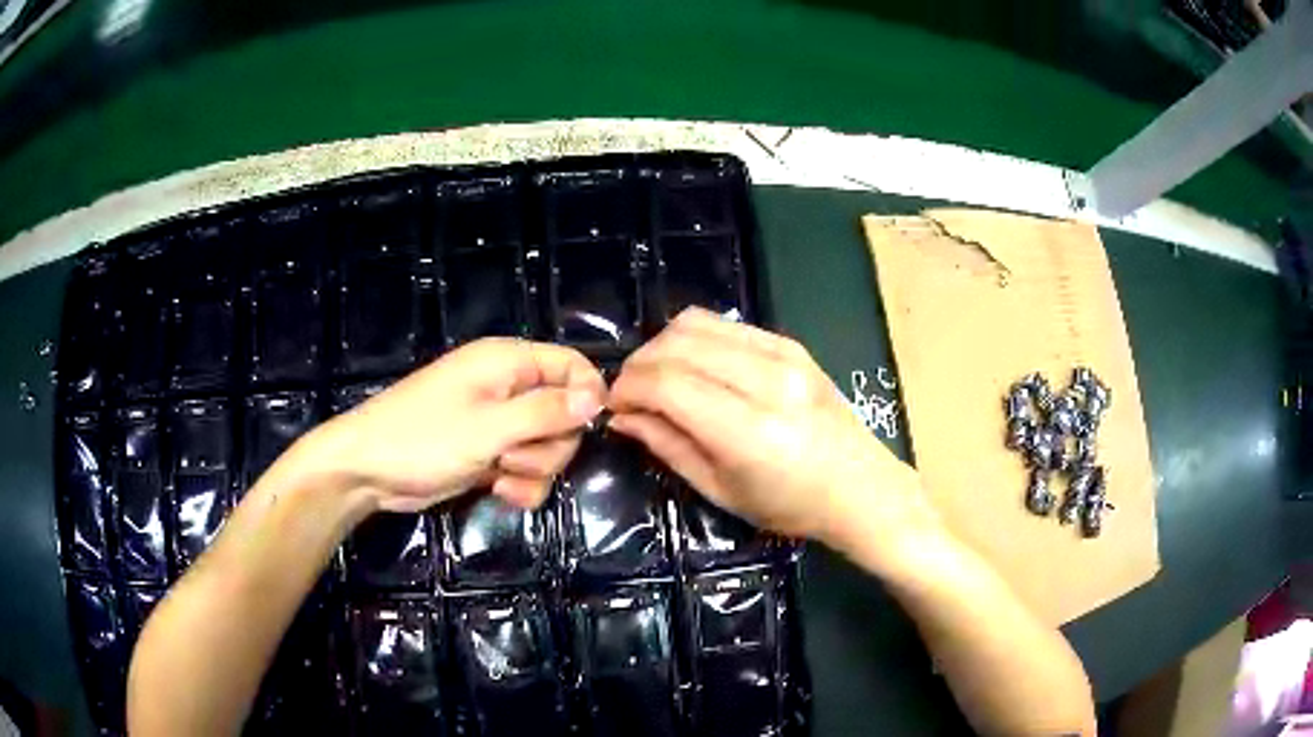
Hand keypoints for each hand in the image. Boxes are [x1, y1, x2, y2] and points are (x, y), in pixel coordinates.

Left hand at [306, 338, 604, 512]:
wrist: (369, 472)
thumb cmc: (423, 438)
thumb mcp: (489, 426)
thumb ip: (546, 411)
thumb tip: (598, 397)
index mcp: (508, 363)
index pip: (571, 365)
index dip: (586, 394)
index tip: (588, 426)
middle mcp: (508, 388)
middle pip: (565, 413)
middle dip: (549, 443)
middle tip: (515, 452)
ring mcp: (499, 424)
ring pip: (549, 447)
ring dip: (533, 468)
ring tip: (498, 471)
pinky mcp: (491, 455)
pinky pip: (528, 470)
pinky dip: (520, 484)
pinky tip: (498, 491)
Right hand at [608, 308, 938, 554]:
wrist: (861, 487)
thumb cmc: (791, 506)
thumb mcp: (720, 490)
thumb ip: (667, 446)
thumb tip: (621, 416)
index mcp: (749, 430)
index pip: (667, 383)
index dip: (627, 388)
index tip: (613, 405)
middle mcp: (767, 380)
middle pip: (676, 344)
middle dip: (639, 365)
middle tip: (631, 394)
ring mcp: (783, 355)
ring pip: (696, 323)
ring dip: (663, 346)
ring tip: (658, 379)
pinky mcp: (791, 344)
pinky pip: (726, 324)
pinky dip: (695, 339)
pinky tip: (695, 367)